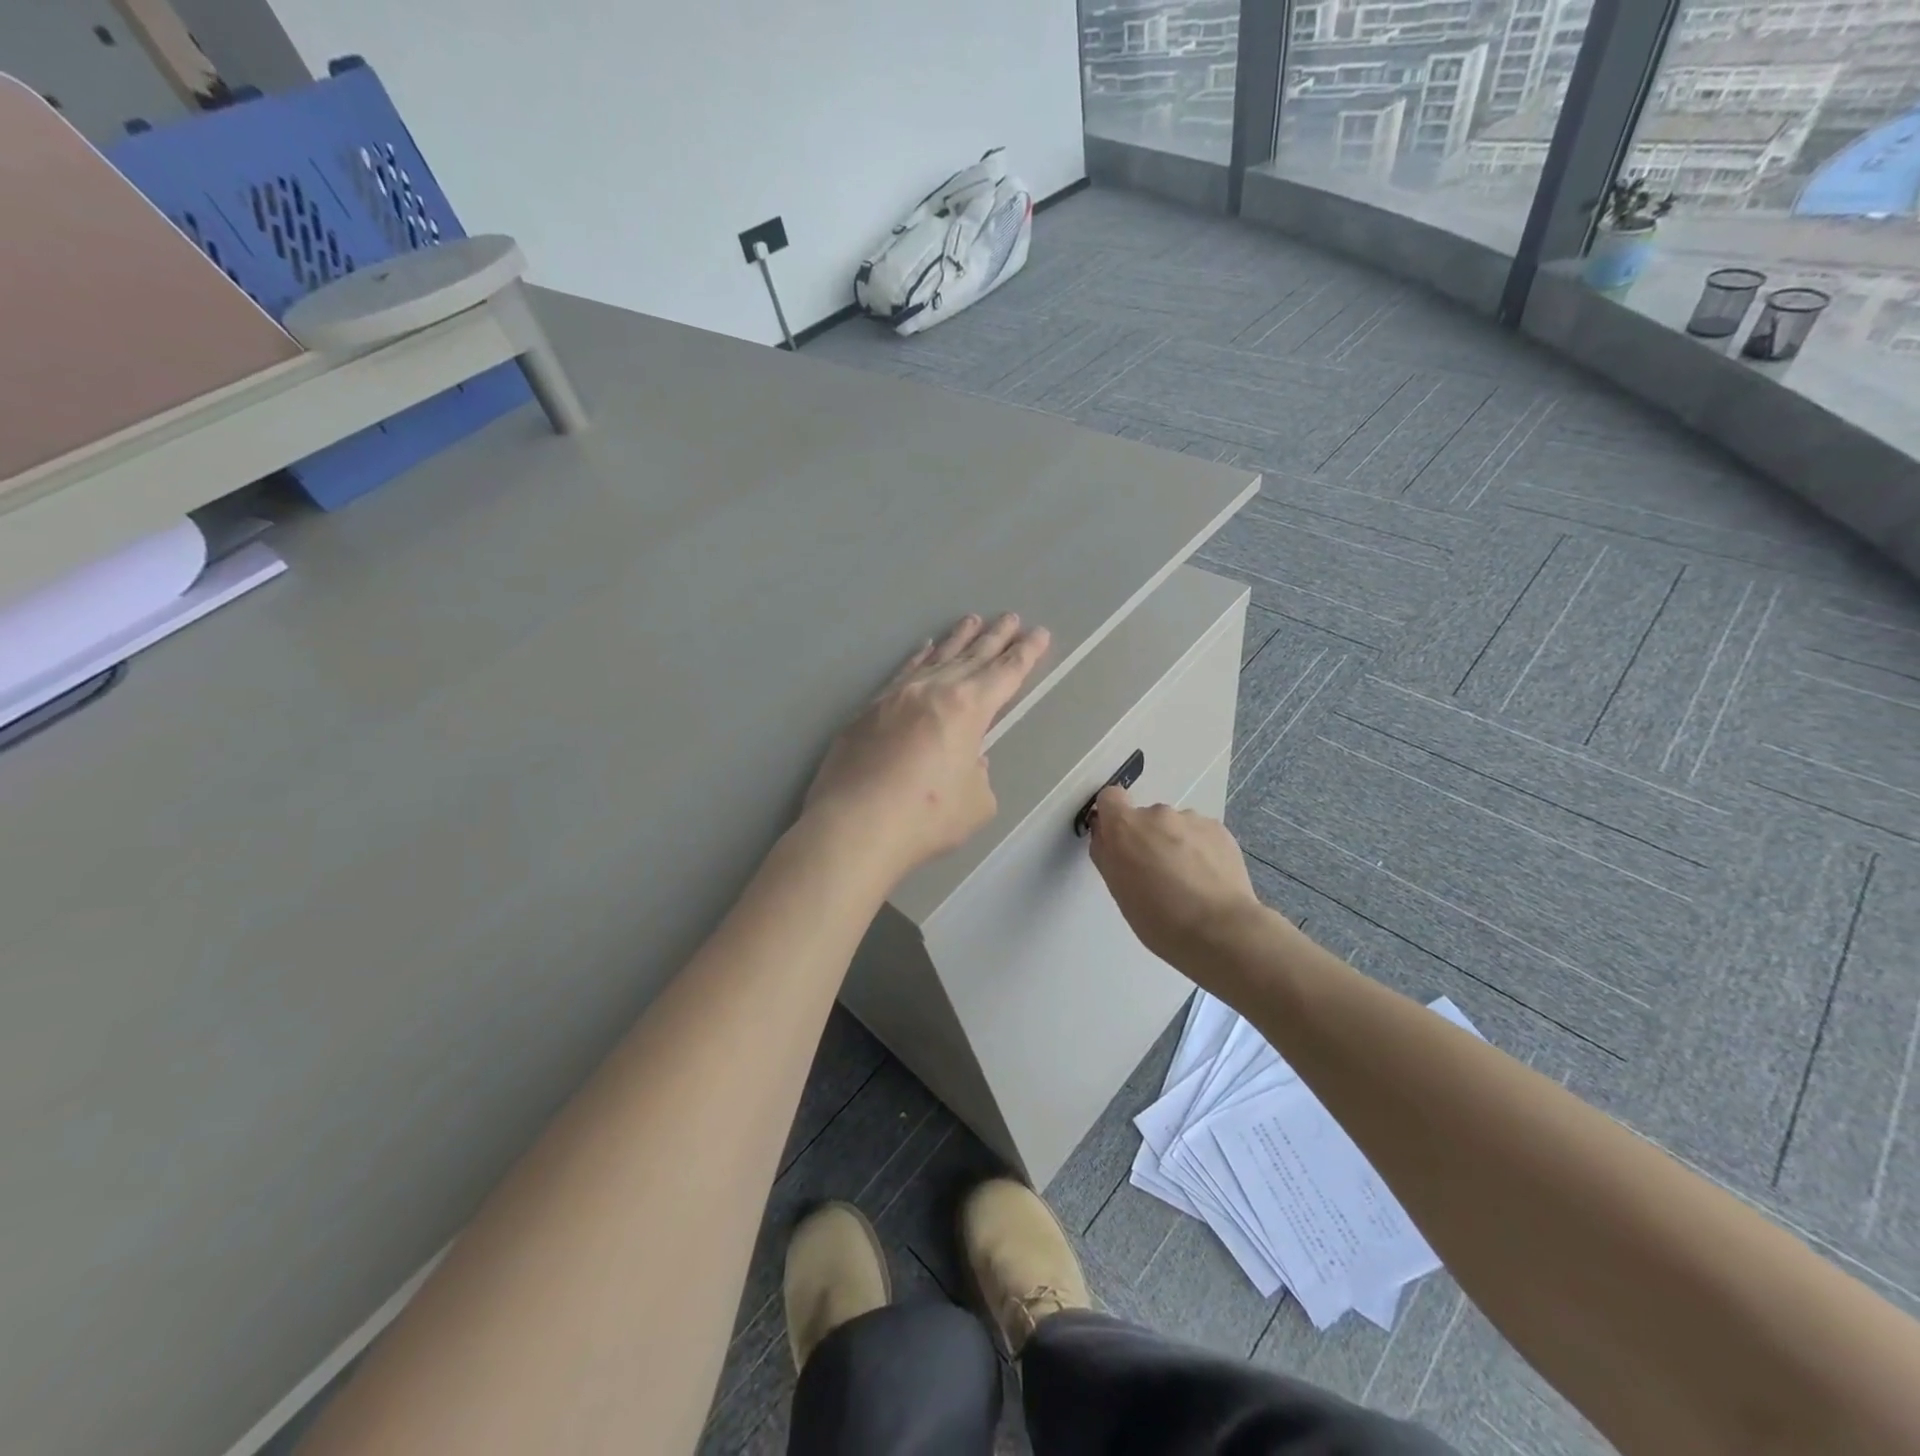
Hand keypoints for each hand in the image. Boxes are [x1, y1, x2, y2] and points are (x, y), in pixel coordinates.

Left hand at [804, 613, 1050, 880]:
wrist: (854, 826)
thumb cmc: (926, 818)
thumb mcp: (976, 802)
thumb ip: (978, 773)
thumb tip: (965, 759)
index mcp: (968, 709)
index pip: (1005, 673)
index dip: (1025, 654)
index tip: (1039, 633)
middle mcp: (933, 691)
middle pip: (972, 656)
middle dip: (995, 637)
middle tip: (1010, 617)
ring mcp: (896, 697)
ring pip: (935, 658)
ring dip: (957, 639)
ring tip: (971, 620)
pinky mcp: (867, 711)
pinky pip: (902, 673)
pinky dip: (918, 658)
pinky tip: (923, 649)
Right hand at [1088, 787, 1265, 965]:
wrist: (1220, 930)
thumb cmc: (1158, 918)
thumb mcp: (1117, 889)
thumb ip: (1108, 853)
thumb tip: (1107, 835)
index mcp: (1125, 826)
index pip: (1110, 798)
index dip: (1112, 816)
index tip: (1119, 840)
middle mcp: (1156, 814)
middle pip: (1145, 817)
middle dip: (1148, 838)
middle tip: (1158, 874)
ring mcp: (1191, 819)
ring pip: (1175, 826)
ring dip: (1176, 844)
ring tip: (1188, 881)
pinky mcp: (1219, 829)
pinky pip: (1201, 833)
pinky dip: (1200, 849)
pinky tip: (1208, 879)